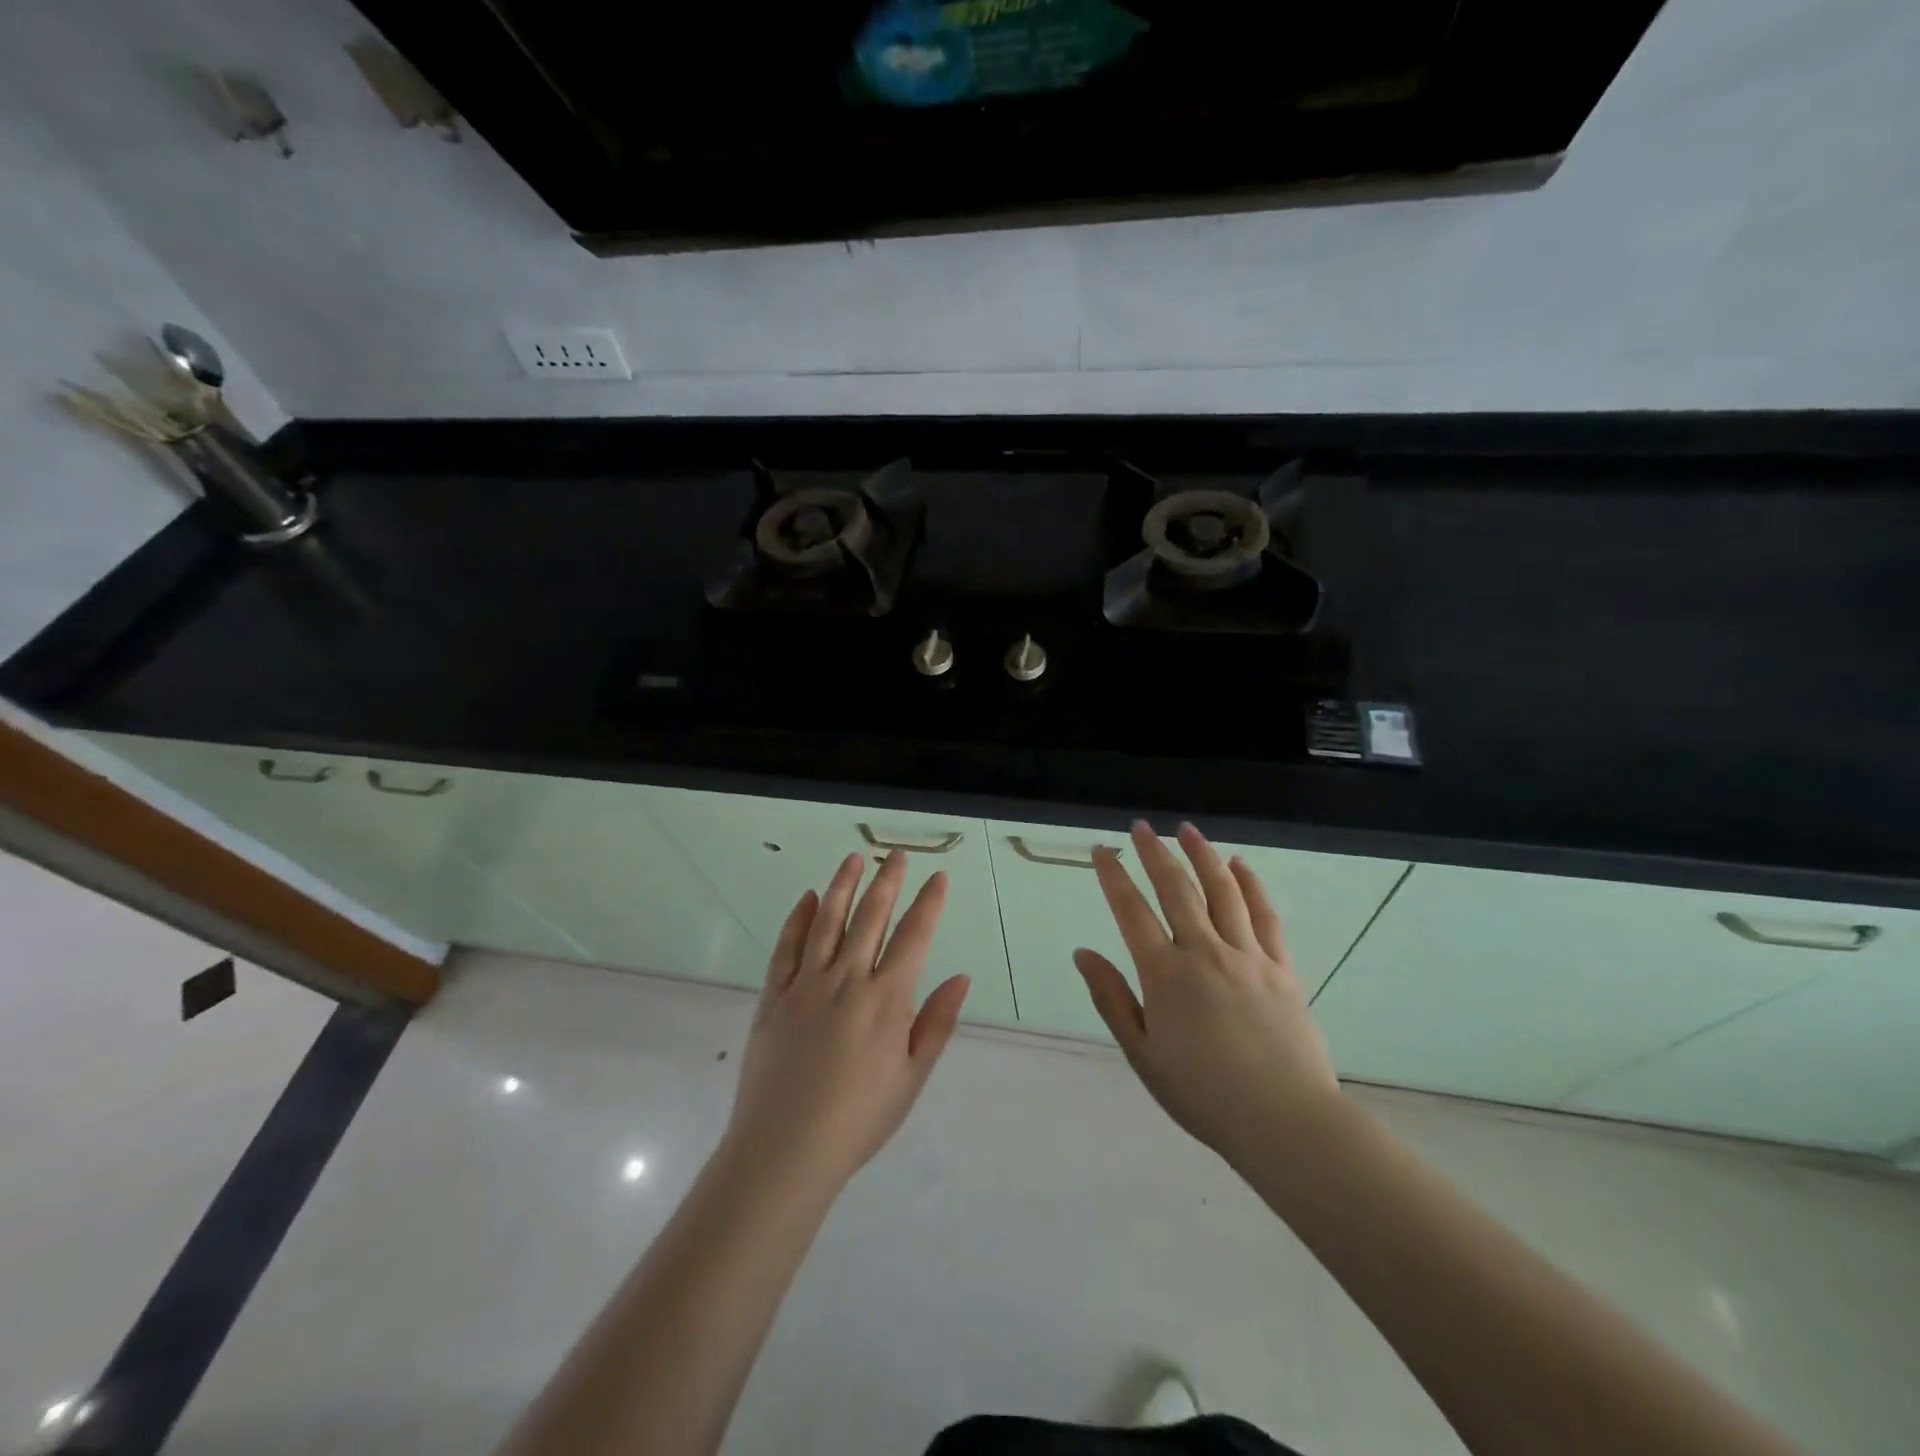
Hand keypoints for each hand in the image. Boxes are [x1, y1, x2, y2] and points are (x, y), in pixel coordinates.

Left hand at [723, 851, 970, 1198]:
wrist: (784, 1151)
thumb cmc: (859, 1119)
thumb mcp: (912, 1077)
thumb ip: (936, 1022)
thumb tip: (961, 976)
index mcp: (886, 999)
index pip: (914, 936)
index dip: (928, 903)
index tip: (938, 876)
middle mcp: (847, 979)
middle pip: (871, 917)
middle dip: (888, 882)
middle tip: (896, 854)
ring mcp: (806, 984)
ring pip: (827, 921)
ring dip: (843, 886)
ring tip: (854, 858)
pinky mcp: (773, 996)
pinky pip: (787, 947)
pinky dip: (798, 918)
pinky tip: (807, 898)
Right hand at [1074, 822, 1344, 1169]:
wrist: (1284, 1121)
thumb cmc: (1203, 1094)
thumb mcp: (1142, 1054)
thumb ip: (1112, 999)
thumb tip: (1083, 953)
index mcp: (1165, 974)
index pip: (1131, 912)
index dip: (1113, 877)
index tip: (1102, 851)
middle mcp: (1204, 952)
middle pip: (1177, 889)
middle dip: (1155, 853)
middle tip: (1141, 827)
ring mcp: (1247, 956)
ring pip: (1223, 891)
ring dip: (1203, 855)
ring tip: (1187, 830)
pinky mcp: (1281, 968)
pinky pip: (1265, 915)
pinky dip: (1251, 885)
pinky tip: (1241, 865)